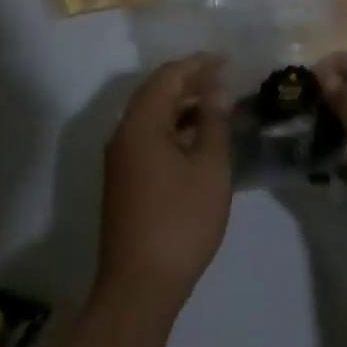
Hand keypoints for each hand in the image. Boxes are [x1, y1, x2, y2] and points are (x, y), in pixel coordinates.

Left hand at [97, 53, 231, 312]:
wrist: (139, 286)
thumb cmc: (180, 221)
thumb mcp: (209, 168)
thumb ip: (213, 123)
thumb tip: (215, 91)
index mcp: (141, 124)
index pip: (168, 77)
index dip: (197, 64)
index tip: (226, 60)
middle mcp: (123, 134)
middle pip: (155, 92)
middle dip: (188, 80)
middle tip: (223, 78)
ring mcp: (120, 160)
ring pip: (150, 116)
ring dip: (181, 104)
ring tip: (216, 104)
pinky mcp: (124, 181)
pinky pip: (148, 137)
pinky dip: (173, 127)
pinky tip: (197, 138)